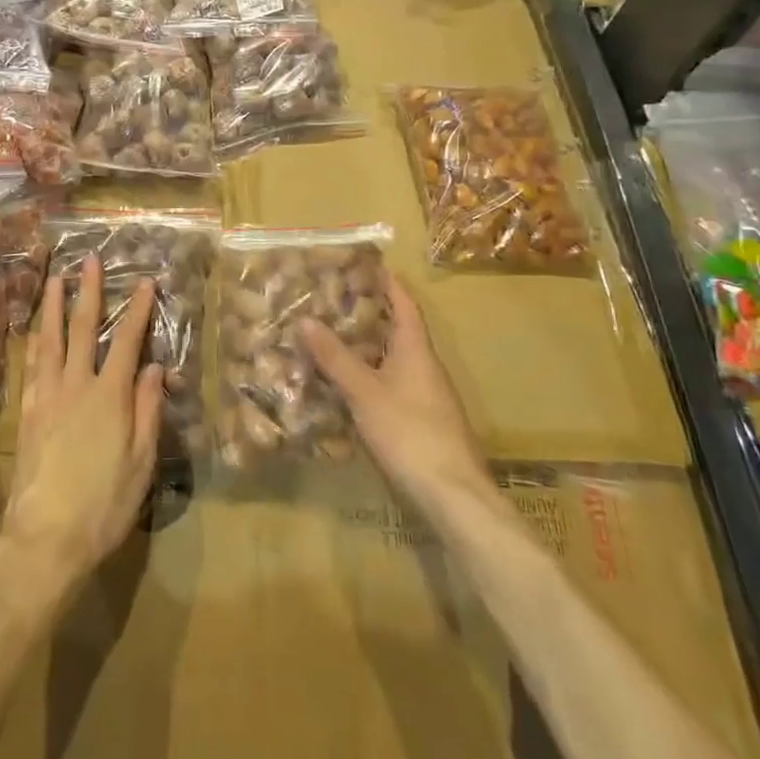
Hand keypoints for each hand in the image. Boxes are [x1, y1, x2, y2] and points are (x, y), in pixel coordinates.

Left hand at [4, 255, 163, 603]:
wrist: (45, 538)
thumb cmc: (104, 504)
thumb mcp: (141, 462)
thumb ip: (149, 410)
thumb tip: (155, 367)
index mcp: (110, 397)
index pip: (128, 342)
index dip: (138, 310)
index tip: (145, 282)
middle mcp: (76, 386)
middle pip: (83, 329)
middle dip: (89, 292)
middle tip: (90, 261)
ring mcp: (47, 396)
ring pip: (51, 340)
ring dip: (54, 306)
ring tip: (56, 279)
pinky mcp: (28, 412)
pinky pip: (32, 365)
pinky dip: (35, 341)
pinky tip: (36, 330)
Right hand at [300, 271, 503, 521]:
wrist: (453, 495)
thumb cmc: (410, 432)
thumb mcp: (365, 392)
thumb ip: (335, 357)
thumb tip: (305, 319)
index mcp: (416, 349)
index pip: (404, 304)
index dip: (388, 282)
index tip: (367, 263)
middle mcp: (425, 365)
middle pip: (398, 329)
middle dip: (370, 312)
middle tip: (334, 298)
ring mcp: (426, 395)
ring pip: (394, 358)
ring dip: (368, 345)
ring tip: (332, 335)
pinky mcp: (422, 420)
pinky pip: (393, 383)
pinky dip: (371, 374)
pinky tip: (348, 384)